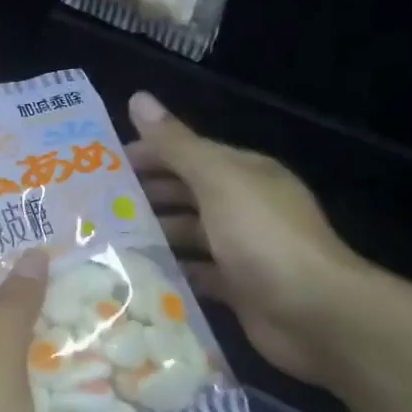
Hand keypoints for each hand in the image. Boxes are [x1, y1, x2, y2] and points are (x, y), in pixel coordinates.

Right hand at [127, 92, 367, 384]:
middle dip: (144, 195)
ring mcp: (241, 249)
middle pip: (185, 193)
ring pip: (187, 233)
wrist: (317, 314)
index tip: (101, 166)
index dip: (147, 154)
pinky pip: (195, 273)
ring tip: (104, 240)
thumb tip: (137, 97)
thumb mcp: (217, 181)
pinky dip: (169, 271)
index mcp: (242, 173)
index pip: (187, 153)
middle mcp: (243, 206)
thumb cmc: (263, 237)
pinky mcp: (237, 287)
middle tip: (94, 205)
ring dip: (152, 234)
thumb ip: (175, 145)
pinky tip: (134, 274)